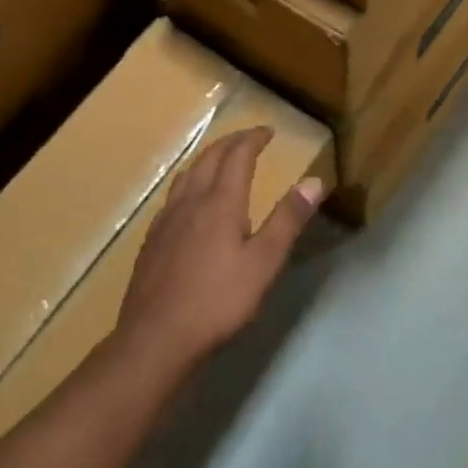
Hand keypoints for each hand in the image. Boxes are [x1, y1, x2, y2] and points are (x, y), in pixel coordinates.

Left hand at [117, 127, 325, 374]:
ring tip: (220, 159)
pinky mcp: (153, 238)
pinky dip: (190, 181)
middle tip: (249, 139)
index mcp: (220, 201)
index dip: (253, 138)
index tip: (268, 131)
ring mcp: (167, 218)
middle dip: (231, 142)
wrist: (155, 337)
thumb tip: (314, 181)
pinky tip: (190, 201)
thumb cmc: (217, 301)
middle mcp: (191, 200)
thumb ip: (287, 220)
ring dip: (208, 157)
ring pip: (188, 173)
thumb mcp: (263, 263)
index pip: (237, 155)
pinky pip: (174, 194)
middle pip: (209, 157)